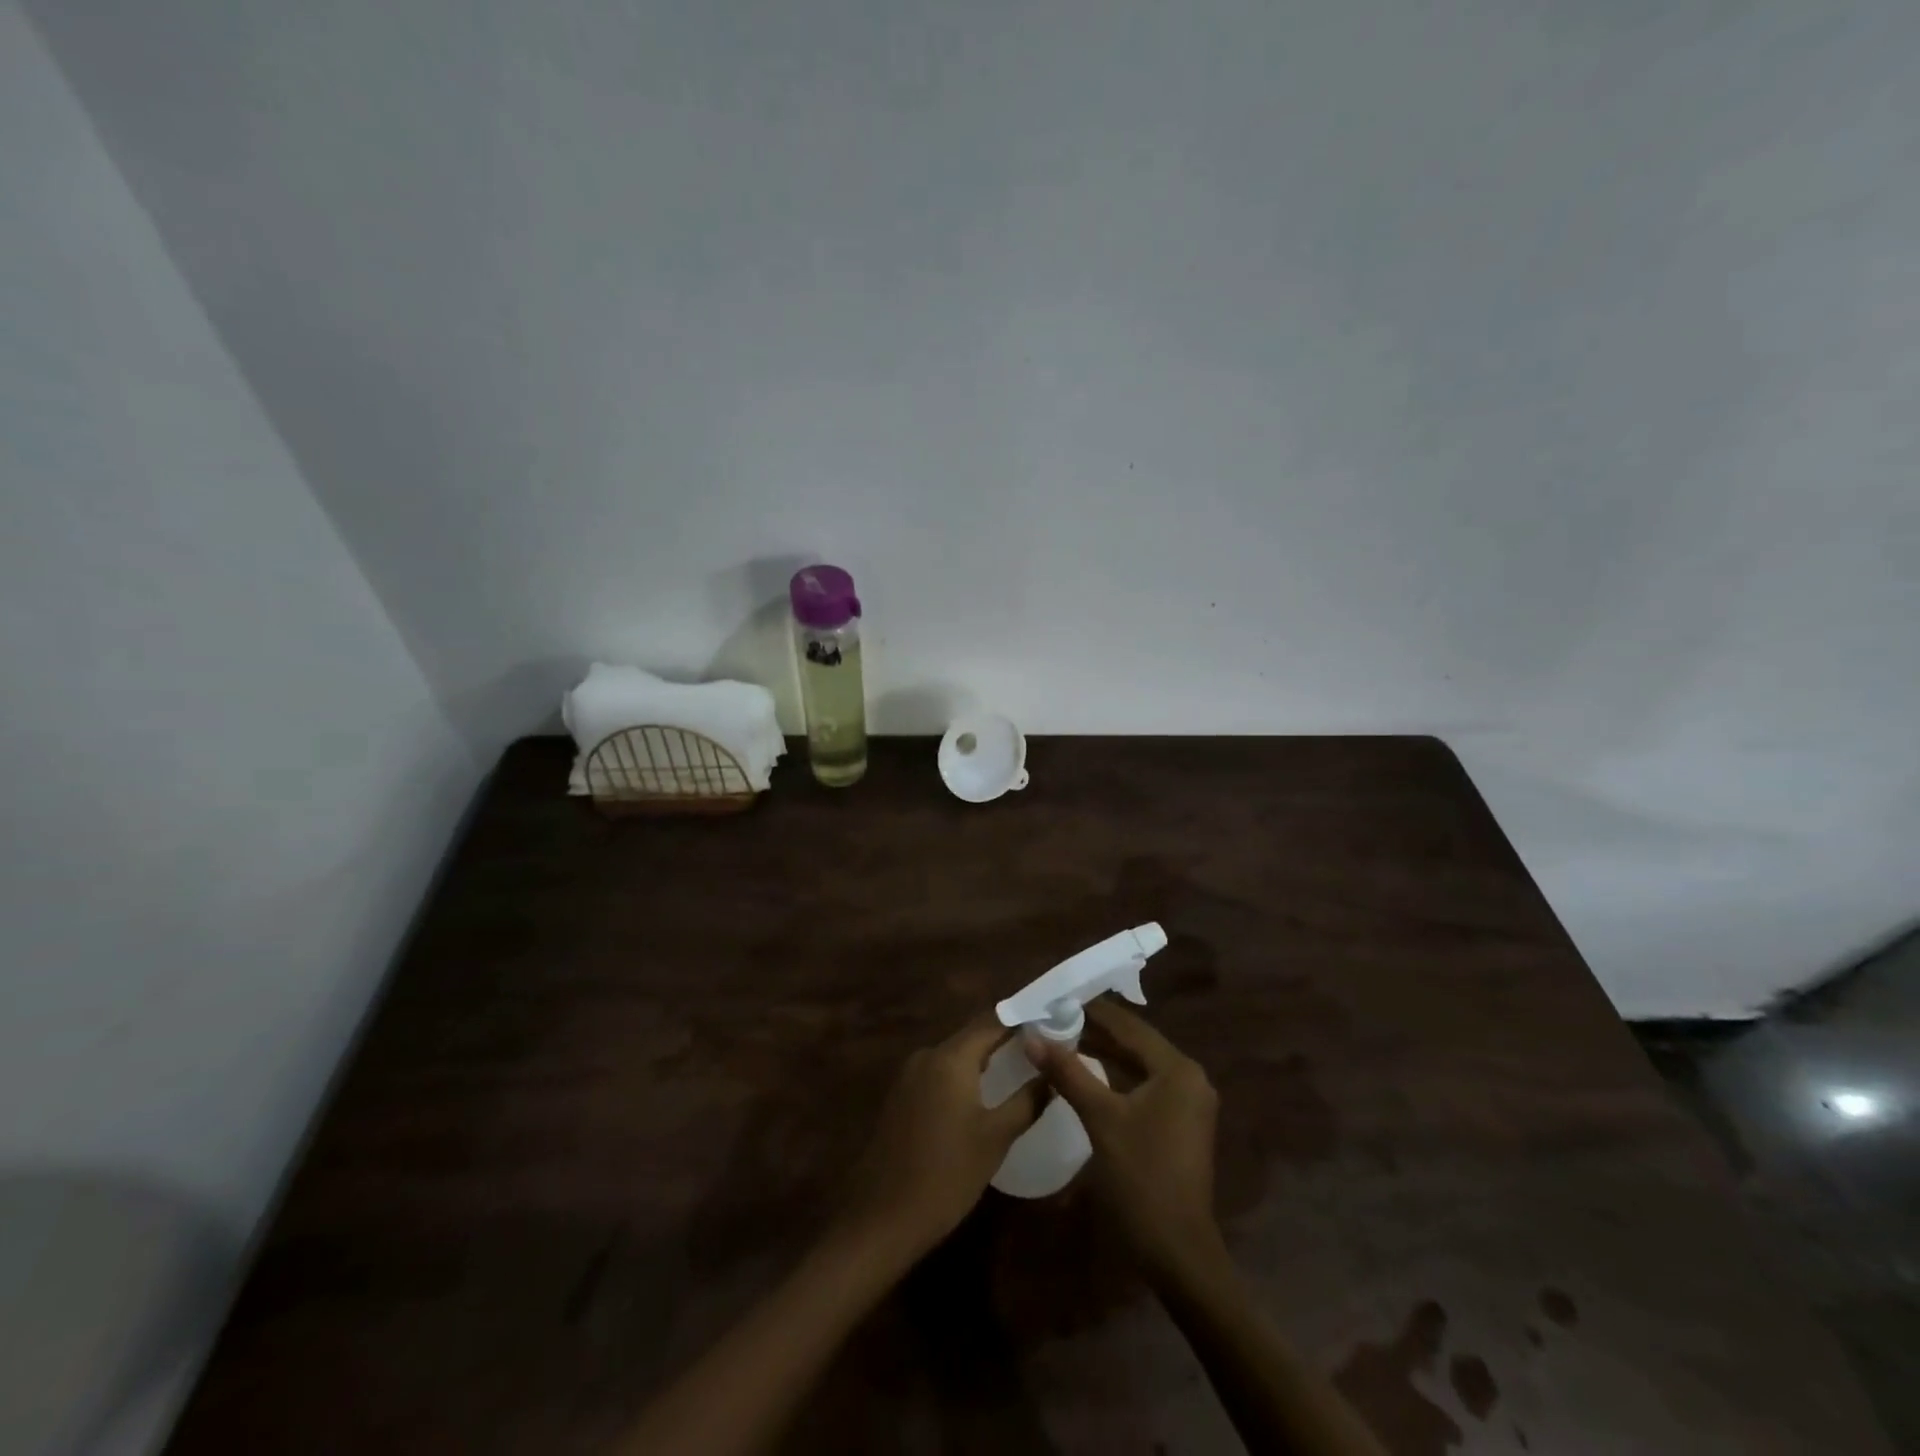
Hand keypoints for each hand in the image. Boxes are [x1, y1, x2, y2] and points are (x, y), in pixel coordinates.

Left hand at [835, 1016, 1047, 1260]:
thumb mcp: (996, 1138)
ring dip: (984, 1058)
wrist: (882, 1218)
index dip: (1021, 1019)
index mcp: (950, 1057)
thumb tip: (1052, 1074)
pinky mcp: (901, 1096)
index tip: (1049, 1022)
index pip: (992, 1021)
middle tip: (1040, 1047)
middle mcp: (927, 1055)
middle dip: (1005, 1038)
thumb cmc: (947, 1175)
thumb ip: (1027, 1100)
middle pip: (973, 1035)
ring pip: (956, 1055)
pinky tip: (983, 1094)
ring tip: (1019, 1067)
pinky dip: (964, 1075)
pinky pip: (940, 1073)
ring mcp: (910, 1075)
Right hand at [1029, 999, 1222, 1281]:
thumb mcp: (1100, 1118)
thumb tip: (1032, 1036)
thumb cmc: (1141, 1178)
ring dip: (1103, 1053)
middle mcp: (1188, 1078)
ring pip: (1138, 1065)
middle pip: (1135, 1043)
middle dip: (1095, 1030)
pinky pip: (1143, 1086)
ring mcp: (1186, 1102)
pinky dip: (1115, 1076)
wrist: (1177, 1252)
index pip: (1129, 1026)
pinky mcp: (1178, 1123)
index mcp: (1177, 1069)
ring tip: (1062, 1037)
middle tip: (1053, 1017)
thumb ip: (1068, 1072)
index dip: (1092, 1011)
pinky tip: (1085, 1072)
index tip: (1057, 998)